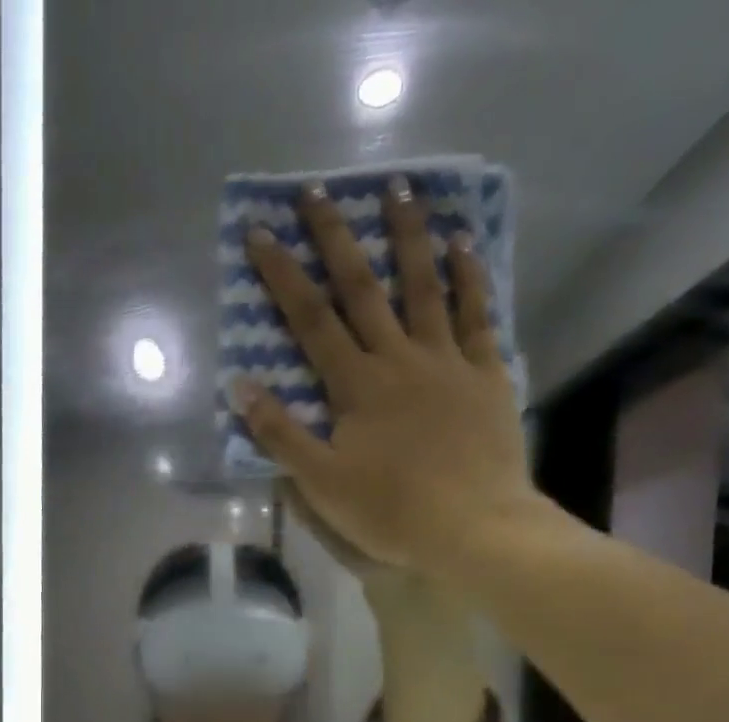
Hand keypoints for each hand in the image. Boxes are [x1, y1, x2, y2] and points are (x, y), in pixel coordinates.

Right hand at [232, 177, 553, 573]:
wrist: (473, 527)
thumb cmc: (391, 511)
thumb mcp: (321, 484)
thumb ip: (281, 435)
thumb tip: (242, 387)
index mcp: (356, 386)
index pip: (311, 320)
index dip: (283, 276)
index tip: (260, 232)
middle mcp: (399, 358)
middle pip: (363, 288)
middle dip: (336, 238)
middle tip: (317, 191)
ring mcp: (448, 361)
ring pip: (424, 287)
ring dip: (408, 236)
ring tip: (399, 188)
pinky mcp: (486, 375)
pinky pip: (479, 314)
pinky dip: (471, 276)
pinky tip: (463, 244)